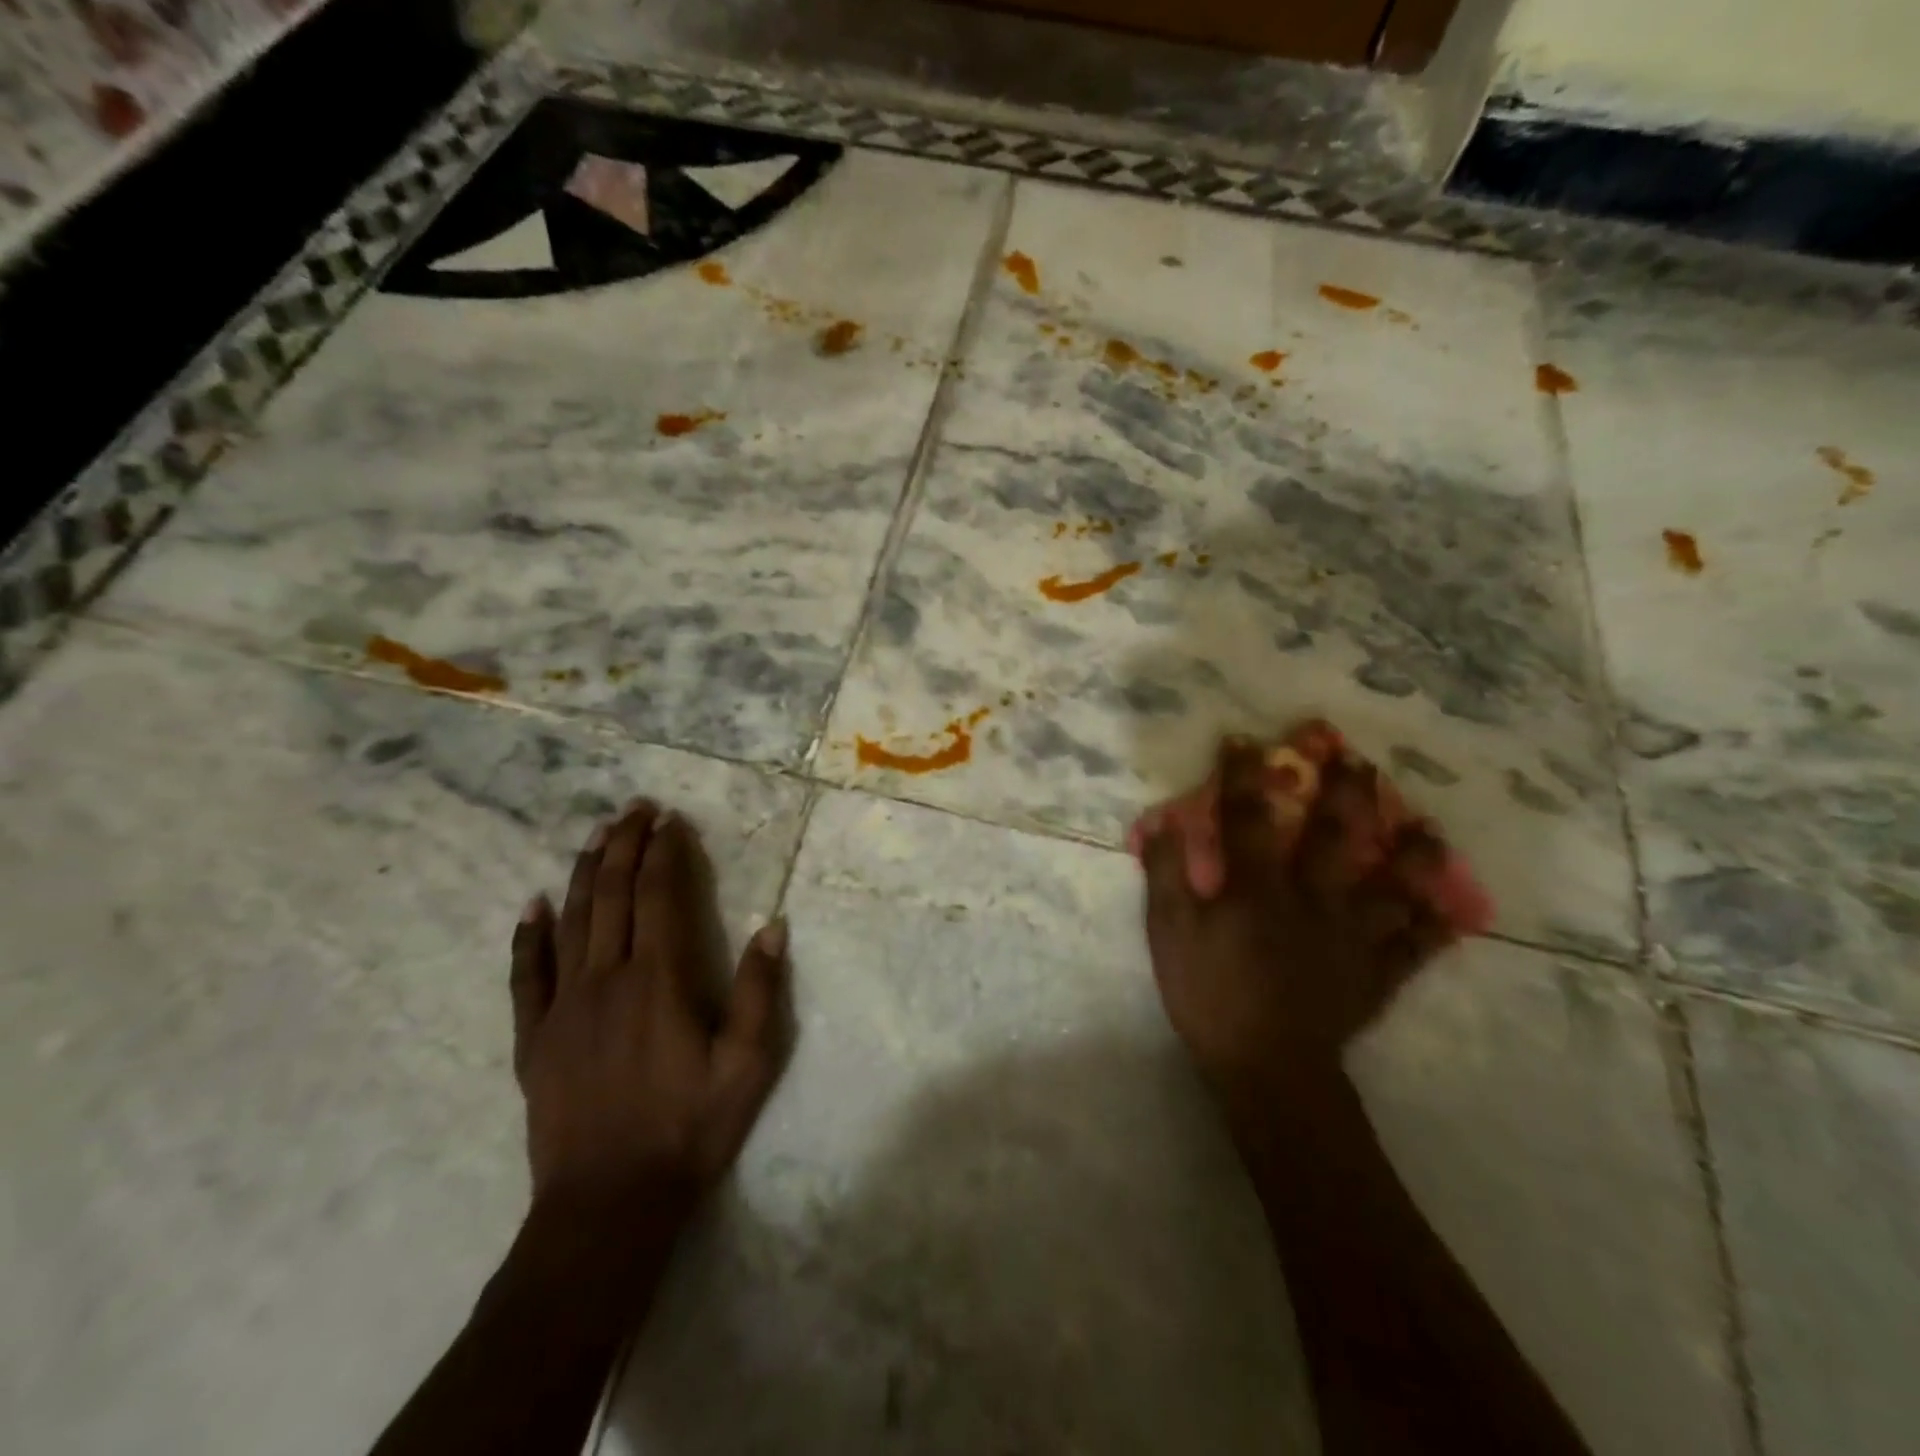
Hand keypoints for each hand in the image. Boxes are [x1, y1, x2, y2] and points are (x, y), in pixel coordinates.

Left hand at [509, 800, 793, 1224]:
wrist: (608, 1205)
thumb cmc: (689, 1130)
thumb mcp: (747, 1064)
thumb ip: (759, 991)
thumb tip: (773, 926)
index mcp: (660, 981)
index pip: (661, 897)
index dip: (665, 854)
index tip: (670, 821)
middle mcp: (608, 979)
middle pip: (613, 896)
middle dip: (625, 846)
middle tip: (634, 809)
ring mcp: (564, 1007)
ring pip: (572, 922)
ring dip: (584, 872)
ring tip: (595, 835)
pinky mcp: (535, 1038)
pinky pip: (526, 975)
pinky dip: (529, 936)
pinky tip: (532, 905)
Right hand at [1140, 737, 1462, 1101]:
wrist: (1266, 1070)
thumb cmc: (1210, 996)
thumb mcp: (1169, 933)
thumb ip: (1166, 875)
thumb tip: (1164, 822)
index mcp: (1259, 887)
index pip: (1249, 817)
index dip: (1244, 775)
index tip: (1245, 740)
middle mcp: (1313, 899)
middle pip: (1334, 836)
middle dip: (1345, 793)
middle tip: (1358, 761)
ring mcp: (1353, 937)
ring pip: (1393, 886)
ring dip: (1413, 854)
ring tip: (1429, 828)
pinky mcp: (1376, 975)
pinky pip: (1414, 947)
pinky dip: (1434, 927)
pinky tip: (1449, 911)